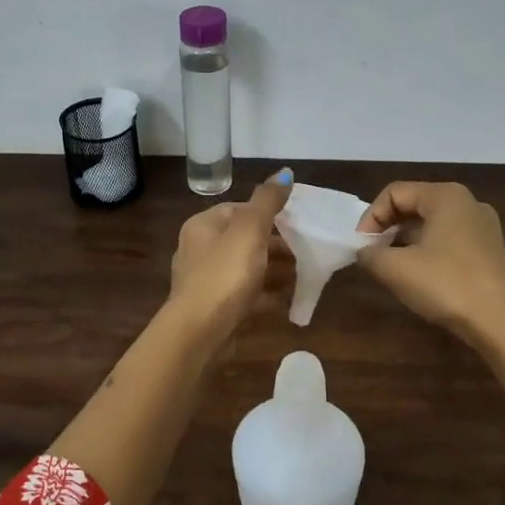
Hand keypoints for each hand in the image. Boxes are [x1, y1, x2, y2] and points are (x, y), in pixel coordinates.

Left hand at [166, 169, 293, 346]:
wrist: (199, 332)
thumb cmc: (224, 274)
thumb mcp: (250, 230)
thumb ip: (268, 201)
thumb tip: (284, 172)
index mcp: (203, 226)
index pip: (238, 209)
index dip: (268, 213)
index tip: (296, 223)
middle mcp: (200, 250)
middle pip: (244, 240)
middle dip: (276, 245)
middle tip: (305, 251)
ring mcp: (206, 281)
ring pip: (246, 268)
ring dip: (274, 271)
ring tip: (303, 275)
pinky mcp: (216, 308)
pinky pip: (246, 295)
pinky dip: (266, 295)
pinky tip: (288, 301)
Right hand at [356, 181, 504, 346]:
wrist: (504, 323)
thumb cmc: (447, 285)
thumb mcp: (395, 269)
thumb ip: (370, 254)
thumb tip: (365, 252)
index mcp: (445, 196)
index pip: (394, 193)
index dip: (370, 217)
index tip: (361, 247)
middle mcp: (467, 203)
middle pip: (414, 205)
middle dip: (387, 229)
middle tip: (372, 257)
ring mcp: (483, 228)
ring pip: (431, 226)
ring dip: (405, 243)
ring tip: (392, 270)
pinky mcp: (490, 252)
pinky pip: (448, 242)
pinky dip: (427, 254)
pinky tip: (420, 280)